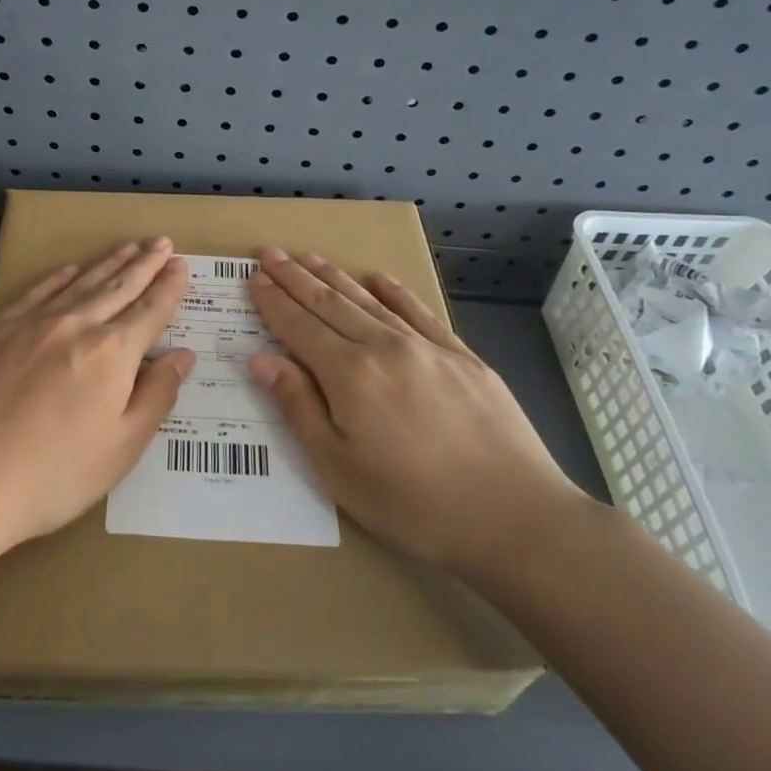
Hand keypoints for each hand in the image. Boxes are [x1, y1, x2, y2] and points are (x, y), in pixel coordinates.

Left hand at [0, 239, 193, 556]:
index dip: (169, 288)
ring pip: (78, 285)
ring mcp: (28, 325)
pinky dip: (56, 279)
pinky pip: (33, 294)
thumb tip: (182, 355)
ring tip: (127, 248)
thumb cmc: (51, 476)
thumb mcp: (121, 448)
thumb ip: (156, 396)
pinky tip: (68, 271)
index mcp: (111, 354)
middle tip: (162, 243)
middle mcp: (73, 326)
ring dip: (106, 265)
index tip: (181, 266)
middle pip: (117, 288)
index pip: (150, 311)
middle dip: (143, 265)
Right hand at [246, 248, 587, 586]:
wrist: (516, 516)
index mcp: (350, 375)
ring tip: (311, 258)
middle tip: (272, 253)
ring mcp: (428, 348)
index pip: (300, 327)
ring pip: (370, 302)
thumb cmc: (414, 504)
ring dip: (337, 278)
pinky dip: (396, 293)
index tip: (255, 277)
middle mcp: (385, 347)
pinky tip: (380, 279)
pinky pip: (421, 313)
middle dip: (297, 278)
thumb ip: (299, 407)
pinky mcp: (464, 358)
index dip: (274, 302)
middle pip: (331, 304)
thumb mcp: (339, 469)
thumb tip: (262, 360)